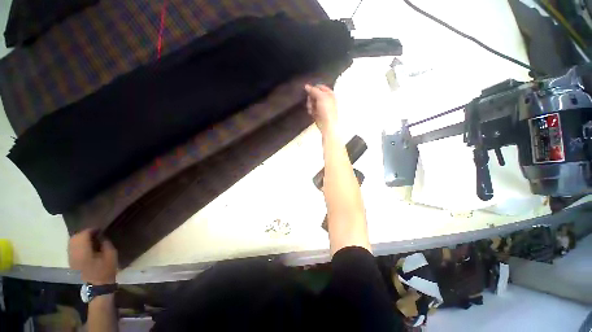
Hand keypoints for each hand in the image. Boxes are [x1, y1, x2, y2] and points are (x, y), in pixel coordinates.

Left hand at [68, 229, 117, 284]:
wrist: (97, 287)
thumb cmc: (105, 270)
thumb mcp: (111, 255)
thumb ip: (106, 244)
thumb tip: (102, 237)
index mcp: (83, 252)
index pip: (83, 235)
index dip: (91, 230)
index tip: (100, 229)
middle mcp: (74, 253)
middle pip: (75, 237)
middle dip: (84, 233)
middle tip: (95, 233)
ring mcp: (71, 258)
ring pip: (71, 242)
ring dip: (80, 238)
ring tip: (91, 238)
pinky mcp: (71, 262)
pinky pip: (72, 248)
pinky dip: (78, 244)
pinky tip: (86, 246)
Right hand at [305, 84, 337, 133]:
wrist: (327, 124)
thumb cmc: (327, 110)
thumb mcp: (321, 96)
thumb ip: (313, 90)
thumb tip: (306, 86)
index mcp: (330, 94)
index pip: (320, 87)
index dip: (314, 88)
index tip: (309, 91)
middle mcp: (326, 99)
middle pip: (314, 94)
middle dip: (311, 98)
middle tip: (311, 102)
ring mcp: (321, 107)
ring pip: (312, 102)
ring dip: (310, 105)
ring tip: (312, 109)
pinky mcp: (317, 113)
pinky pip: (311, 109)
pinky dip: (310, 110)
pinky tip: (312, 113)